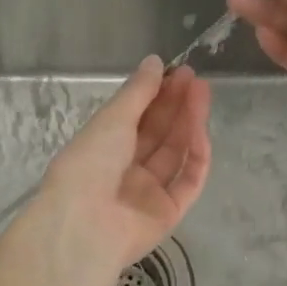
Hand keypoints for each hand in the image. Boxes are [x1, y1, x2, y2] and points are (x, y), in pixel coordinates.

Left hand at [36, 56, 212, 278]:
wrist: (84, 224)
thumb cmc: (89, 164)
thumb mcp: (112, 119)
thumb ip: (138, 91)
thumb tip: (155, 61)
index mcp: (102, 148)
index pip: (135, 117)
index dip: (156, 94)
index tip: (176, 71)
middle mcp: (125, 169)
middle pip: (158, 133)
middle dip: (176, 104)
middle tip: (194, 78)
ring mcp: (148, 192)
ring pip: (174, 153)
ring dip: (189, 122)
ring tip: (202, 93)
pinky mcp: (168, 212)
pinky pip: (187, 181)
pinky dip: (196, 156)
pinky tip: (200, 130)